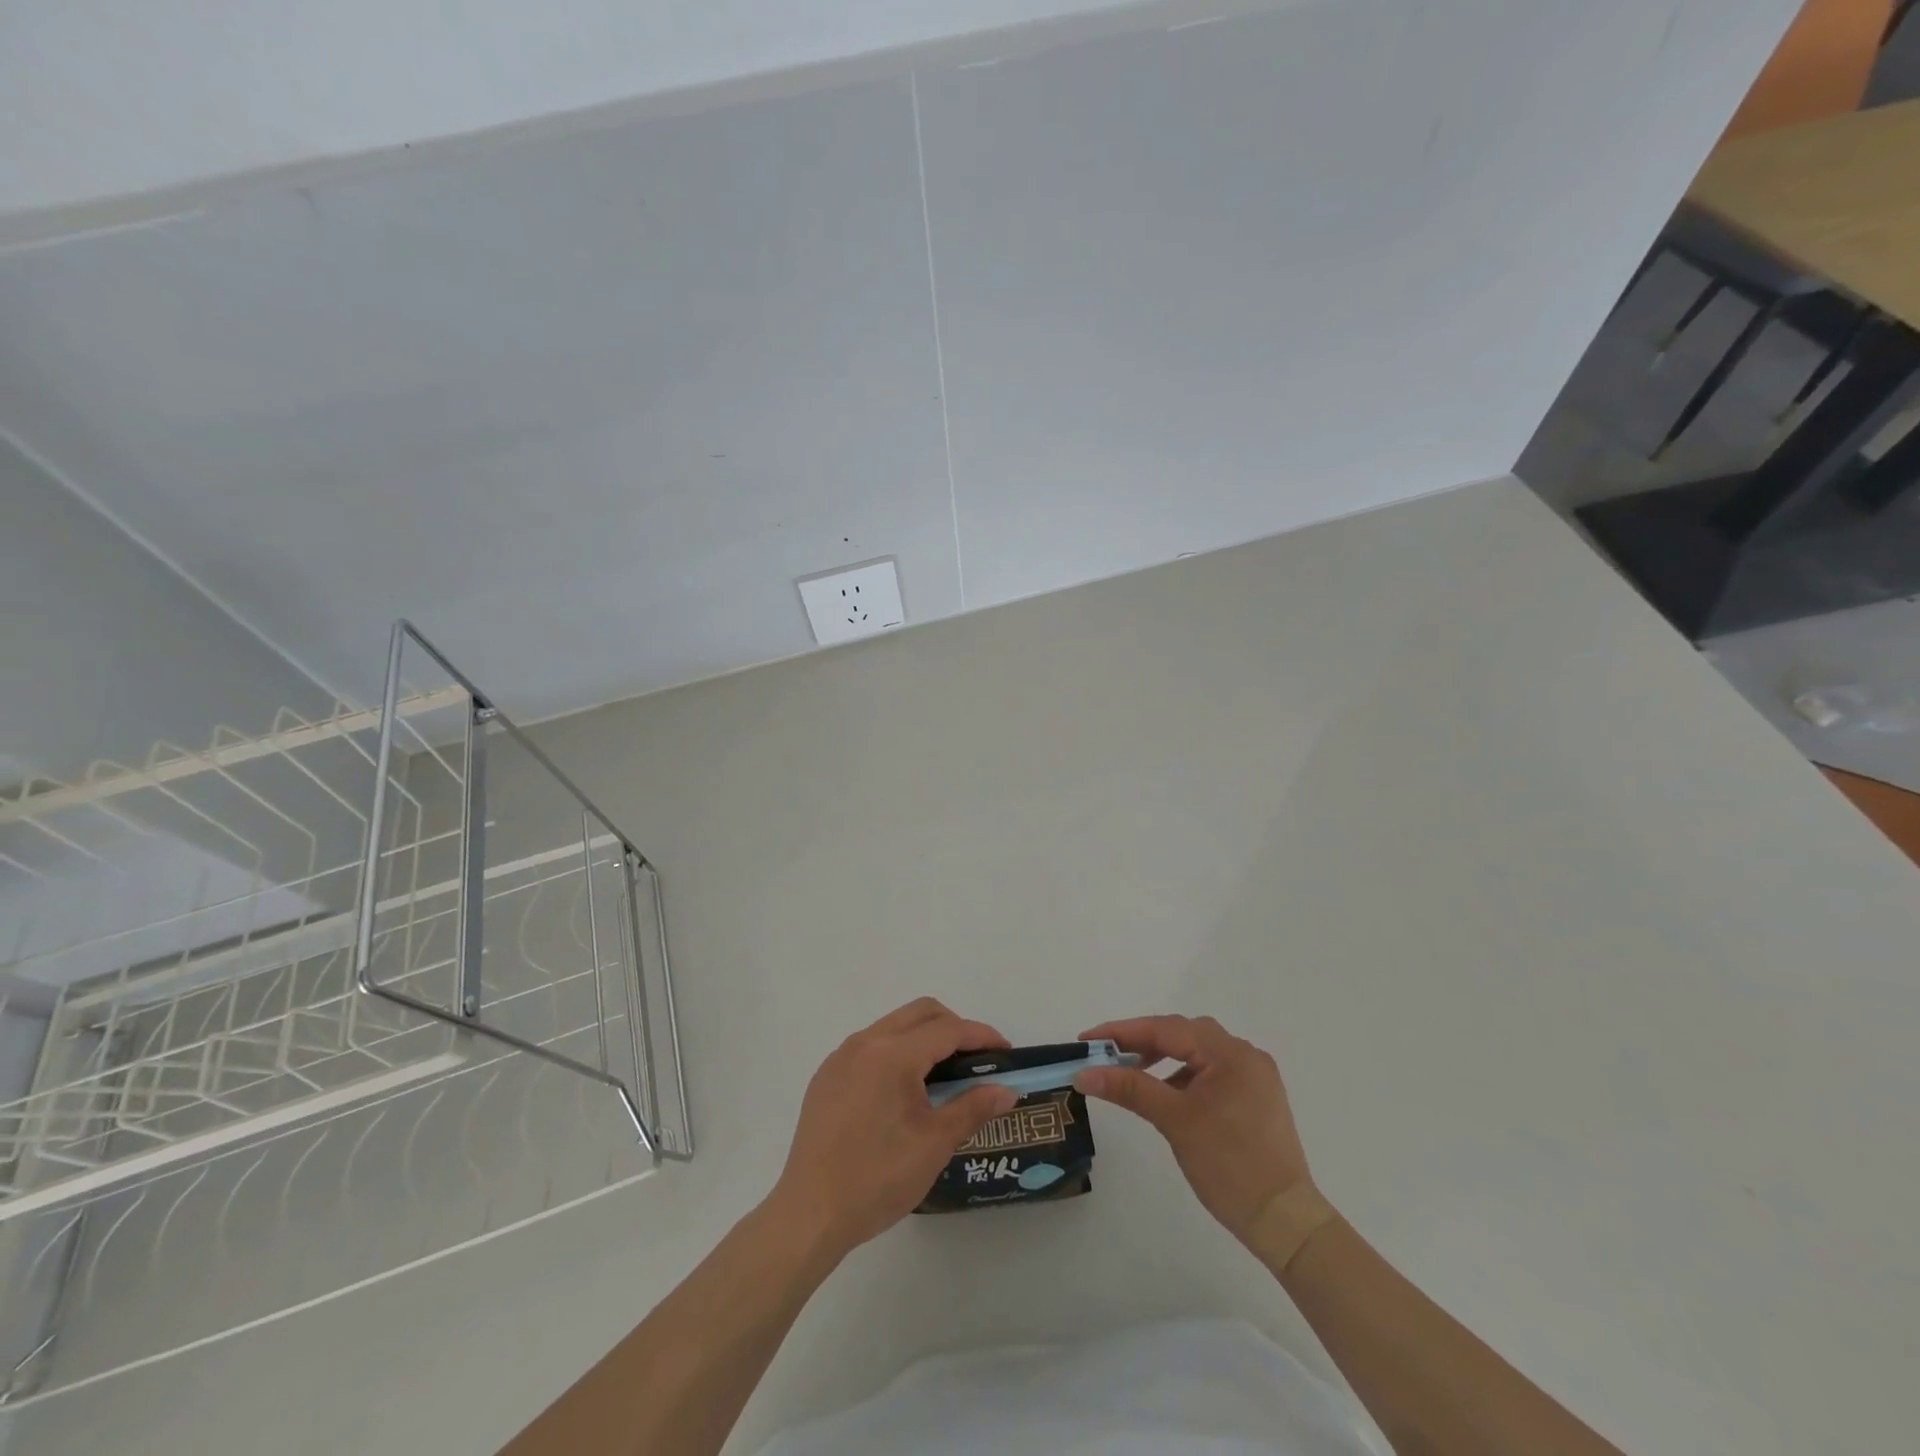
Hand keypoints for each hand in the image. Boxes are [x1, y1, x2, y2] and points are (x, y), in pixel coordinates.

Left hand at [769, 998, 1018, 1259]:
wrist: (810, 1214)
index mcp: (893, 1054)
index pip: (947, 1029)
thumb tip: (1007, 1090)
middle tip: (975, 1060)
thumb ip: (972, 1108)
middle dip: (954, 1027)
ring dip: (923, 1037)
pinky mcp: (826, 1075)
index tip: (1005, 1052)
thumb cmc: (878, 1179)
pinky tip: (902, 1091)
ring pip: (894, 1026)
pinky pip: (870, 1046)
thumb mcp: (934, 1144)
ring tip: (943, 1075)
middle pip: (920, 1013)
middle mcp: (865, 1042)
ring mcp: (841, 1057)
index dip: (980, 1036)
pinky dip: (896, 1052)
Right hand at [1076, 1015, 1311, 1246]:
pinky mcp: (1256, 1099)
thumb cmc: (1229, 1165)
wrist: (1285, 1222)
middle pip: (1183, 1034)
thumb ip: (1129, 1088)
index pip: (1166, 1029)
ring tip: (1132, 1073)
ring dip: (1163, 1058)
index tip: (1087, 1039)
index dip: (1123, 1032)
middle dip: (1142, 1041)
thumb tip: (1084, 1073)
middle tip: (1105, 1054)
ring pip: (1197, 1053)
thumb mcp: (1174, 1121)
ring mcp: (1254, 1077)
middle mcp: (1245, 1055)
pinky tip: (1167, 1094)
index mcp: (1230, 1052)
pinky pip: (1211, 1073)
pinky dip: (1184, 1076)